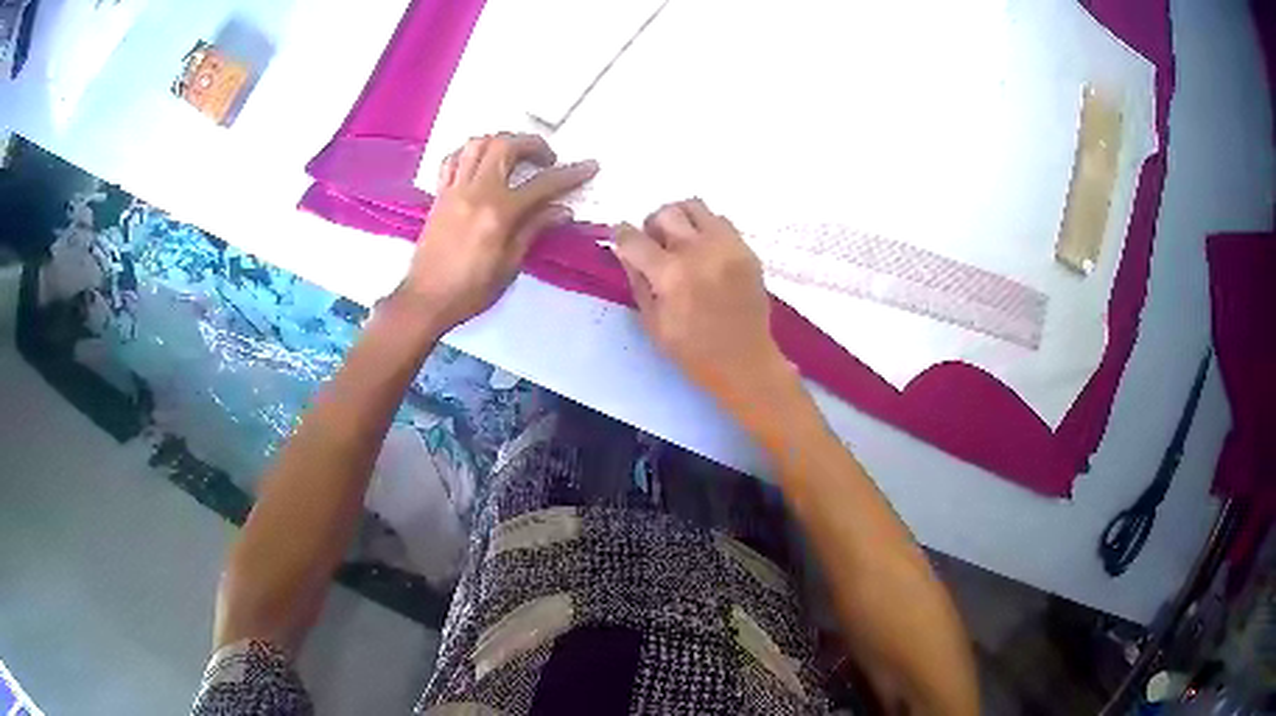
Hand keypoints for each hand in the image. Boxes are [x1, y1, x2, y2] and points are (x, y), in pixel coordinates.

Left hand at [398, 133, 597, 330]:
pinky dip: (469, 153)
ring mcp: (454, 190)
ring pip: (477, 144)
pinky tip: (480, 164)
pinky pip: (453, 160)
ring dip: (501, 142)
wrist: (426, 300)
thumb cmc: (471, 290)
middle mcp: (476, 192)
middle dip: (533, 144)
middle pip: (506, 146)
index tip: (589, 166)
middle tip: (547, 159)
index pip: (542, 184)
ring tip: (513, 156)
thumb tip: (562, 210)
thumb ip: (534, 230)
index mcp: (498, 212)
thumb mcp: (510, 265)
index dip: (570, 174)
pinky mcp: (439, 195)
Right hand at [614, 199, 793, 405]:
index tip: (621, 240)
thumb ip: (637, 281)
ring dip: (679, 218)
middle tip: (654, 244)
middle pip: (665, 213)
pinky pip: (720, 221)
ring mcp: (727, 246)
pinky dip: (705, 228)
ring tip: (680, 241)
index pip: (633, 238)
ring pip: (694, 206)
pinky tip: (704, 250)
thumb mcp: (652, 323)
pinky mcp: (746, 249)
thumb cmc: (693, 351)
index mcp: (671, 275)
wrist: (745, 361)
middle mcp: (699, 251)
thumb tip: (627, 252)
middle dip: (651, 225)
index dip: (621, 236)